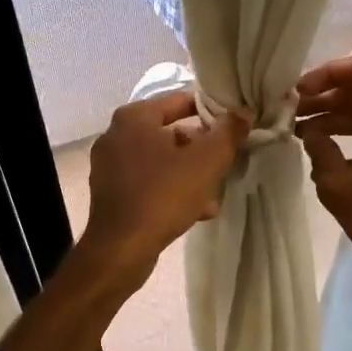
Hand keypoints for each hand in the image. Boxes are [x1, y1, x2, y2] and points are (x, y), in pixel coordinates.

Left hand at [80, 91, 246, 285]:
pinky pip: (148, 182)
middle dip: (200, 149)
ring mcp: (109, 165)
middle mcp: (116, 135)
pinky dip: (170, 189)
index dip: (211, 112)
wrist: (121, 249)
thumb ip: (228, 133)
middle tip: (225, 162)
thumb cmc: (163, 195)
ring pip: (160, 160)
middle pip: (170, 132)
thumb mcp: (207, 162)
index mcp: (134, 117)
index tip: (233, 127)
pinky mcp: (109, 192)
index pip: (180, 101)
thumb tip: (242, 112)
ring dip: (188, 173)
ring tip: (213, 193)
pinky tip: (196, 210)